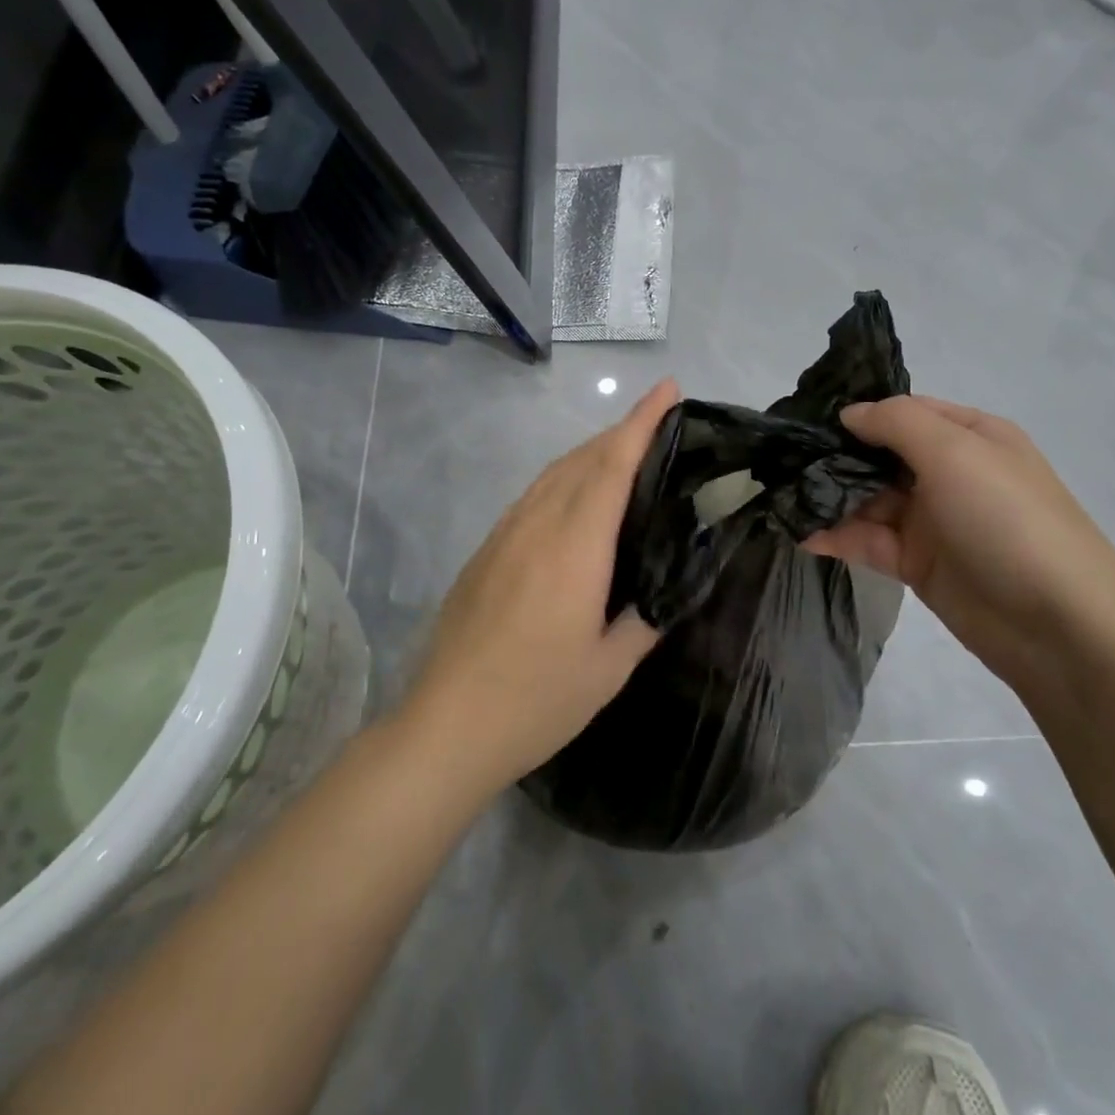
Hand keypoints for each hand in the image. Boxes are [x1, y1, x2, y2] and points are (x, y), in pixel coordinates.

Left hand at [402, 378, 681, 800]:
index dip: (641, 422)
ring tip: (625, 454)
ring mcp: (505, 535)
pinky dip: (563, 479)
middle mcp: (537, 525)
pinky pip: (533, 495)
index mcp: (574, 547)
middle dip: (622, 430)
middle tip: (660, 424)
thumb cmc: (537, 700)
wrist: (447, 726)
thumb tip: (667, 591)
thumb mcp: (609, 668)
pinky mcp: (485, 551)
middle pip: (582, 458)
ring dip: (591, 452)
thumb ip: (644, 619)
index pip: (612, 465)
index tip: (666, 388)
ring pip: (553, 473)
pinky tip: (576, 500)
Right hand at [806, 396, 1114, 682]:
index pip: (905, 412)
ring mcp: (934, 520)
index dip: (861, 412)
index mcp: (970, 436)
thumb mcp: (955, 452)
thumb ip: (897, 423)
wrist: (1057, 624)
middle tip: (780, 458)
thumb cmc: (1006, 518)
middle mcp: (951, 473)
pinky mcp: (918, 564)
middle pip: (882, 456)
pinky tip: (800, 532)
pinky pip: (870, 540)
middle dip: (836, 455)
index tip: (808, 418)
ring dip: (830, 497)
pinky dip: (837, 535)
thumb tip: (851, 413)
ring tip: (781, 495)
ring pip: (870, 499)